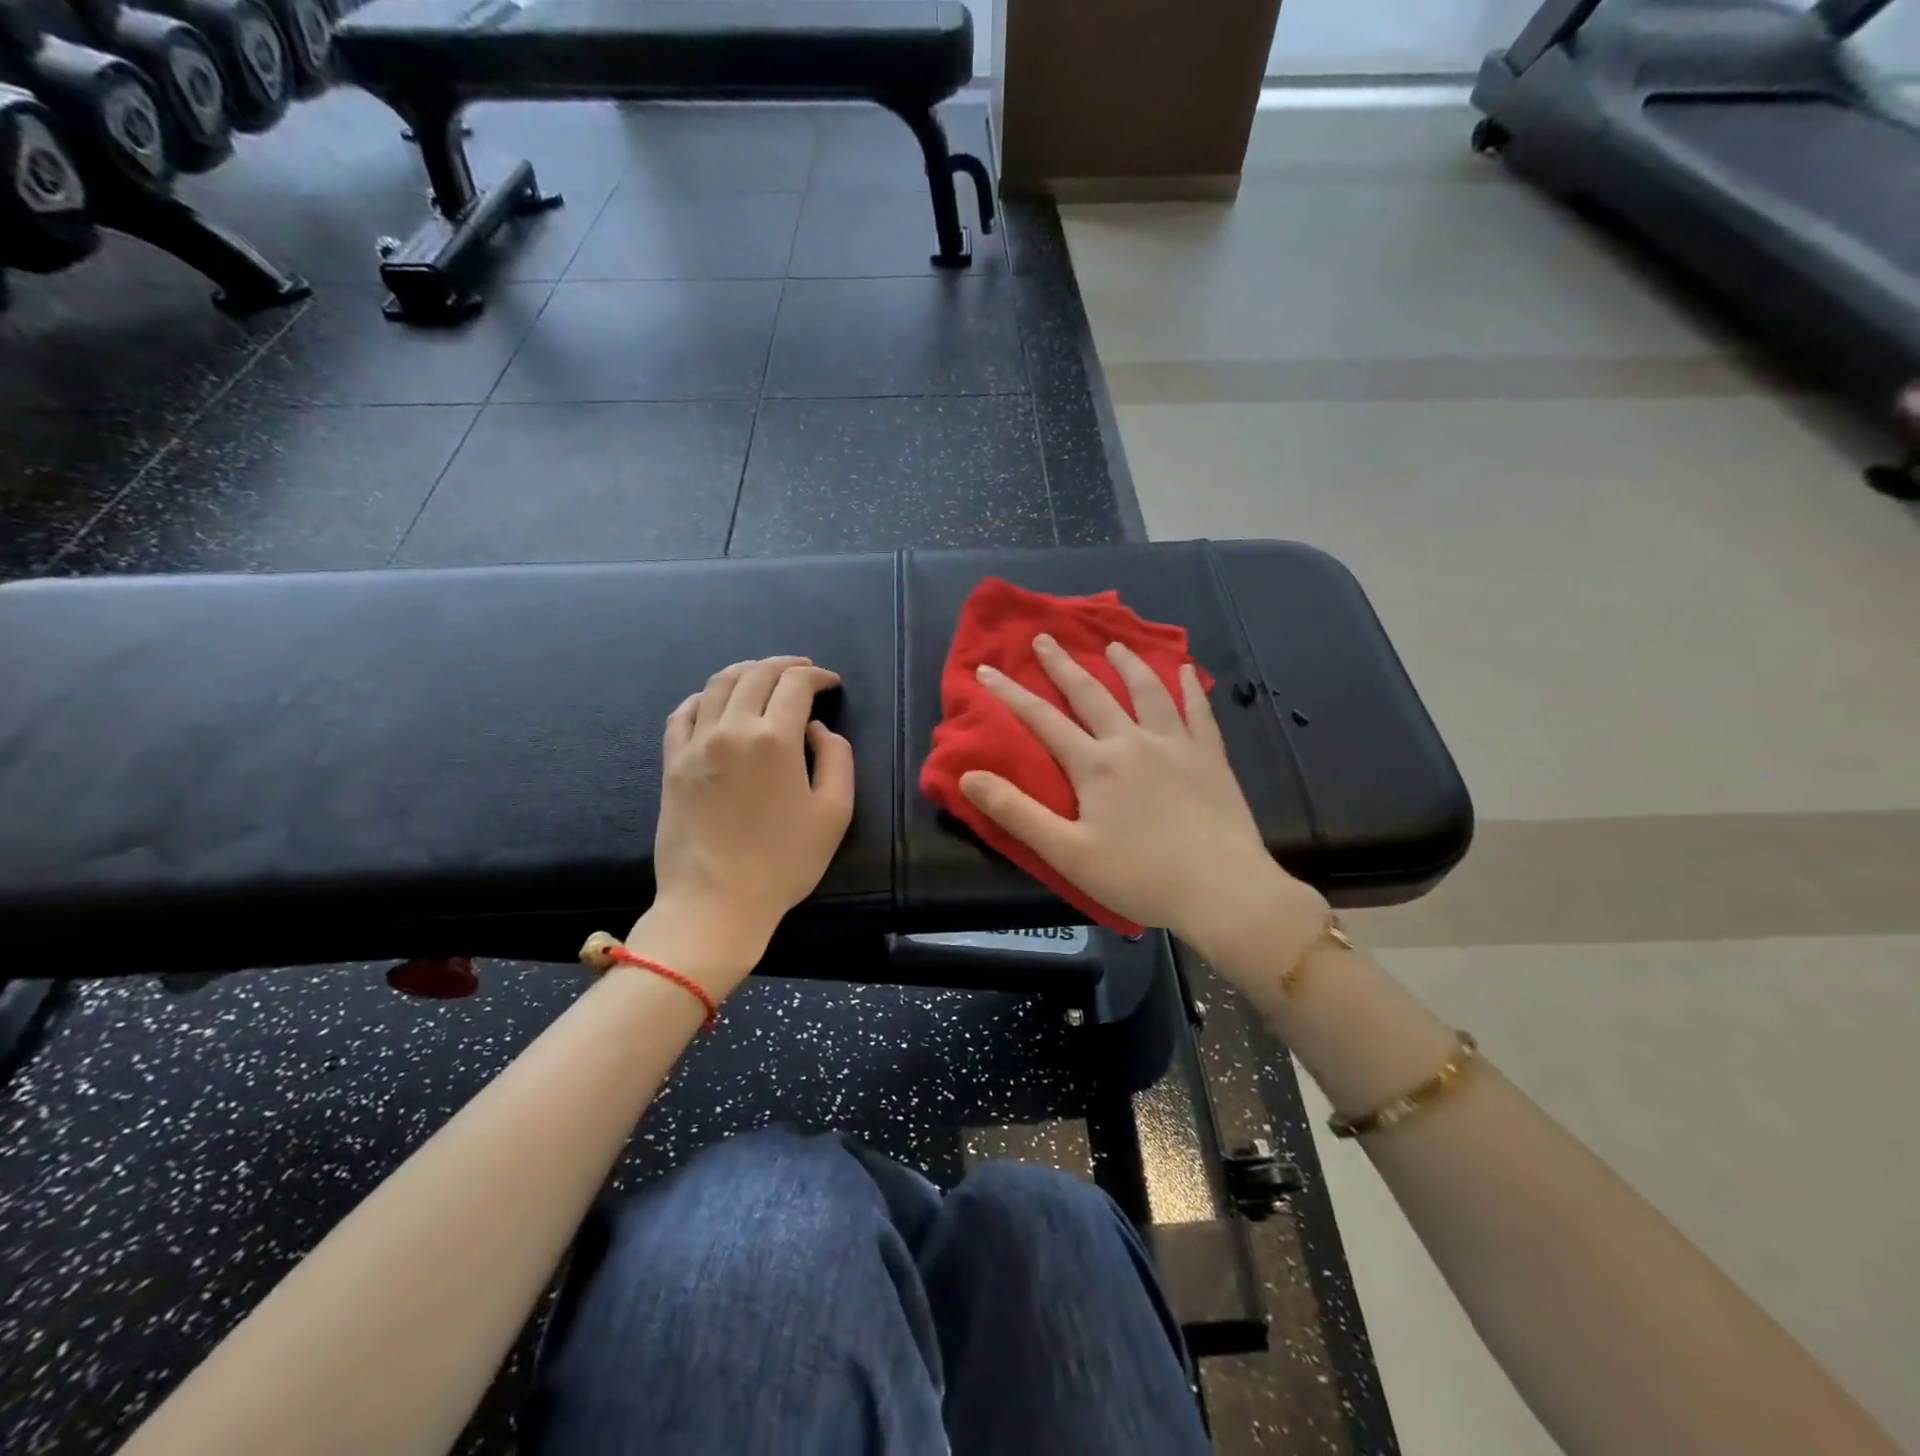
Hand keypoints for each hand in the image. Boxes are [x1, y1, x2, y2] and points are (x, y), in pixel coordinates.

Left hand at [639, 656, 853, 994]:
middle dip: (785, 665)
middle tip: (803, 670)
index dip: (817, 676)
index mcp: (775, 738)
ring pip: (719, 684)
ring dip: (746, 671)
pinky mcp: (672, 762)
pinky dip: (706, 696)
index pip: (796, 684)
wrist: (715, 902)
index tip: (831, 682)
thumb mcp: (835, 812)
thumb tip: (816, 729)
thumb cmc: (784, 861)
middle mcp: (732, 729)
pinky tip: (717, 701)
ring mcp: (696, 743)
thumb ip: (836, 758)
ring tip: (764, 675)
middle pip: (756, 675)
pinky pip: (684, 712)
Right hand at [959, 634, 1325, 965]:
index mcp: (1095, 765)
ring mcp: (1176, 745)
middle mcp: (1132, 741)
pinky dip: (1190, 688)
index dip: (1010, 693)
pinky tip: (1185, 670)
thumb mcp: (1066, 853)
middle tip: (1045, 638)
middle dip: (1063, 665)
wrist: (1222, 891)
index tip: (986, 669)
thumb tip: (968, 776)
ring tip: (1113, 644)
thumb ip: (1016, 812)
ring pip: (1147, 692)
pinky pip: (1199, 712)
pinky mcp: (1211, 758)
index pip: (1042, 719)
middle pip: (1092, 694)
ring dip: (1127, 665)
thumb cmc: (1140, 877)